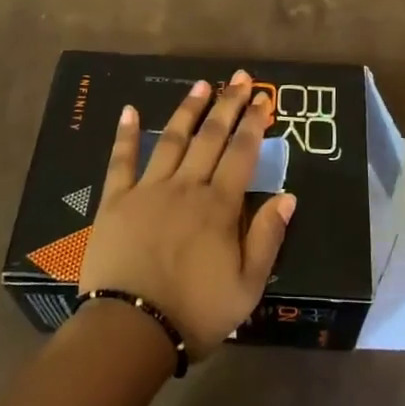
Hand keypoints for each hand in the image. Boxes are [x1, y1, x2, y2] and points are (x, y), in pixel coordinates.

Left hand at [78, 71, 297, 358]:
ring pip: (172, 139)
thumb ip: (267, 237)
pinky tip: (129, 110)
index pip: (242, 153)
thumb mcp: (247, 287)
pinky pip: (121, 160)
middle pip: (210, 137)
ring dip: (188, 110)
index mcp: (219, 206)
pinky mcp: (116, 200)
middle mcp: (187, 187)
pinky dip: (125, 134)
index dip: (254, 123)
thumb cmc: (195, 312)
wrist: (130, 329)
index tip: (263, 97)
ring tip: (201, 85)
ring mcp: (149, 190)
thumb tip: (288, 195)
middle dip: (227, 104)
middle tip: (238, 77)